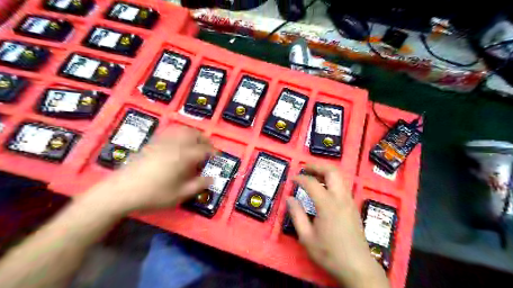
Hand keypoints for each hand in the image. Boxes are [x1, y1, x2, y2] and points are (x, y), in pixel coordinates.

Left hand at [83, 126, 214, 215]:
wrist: (120, 191)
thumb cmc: (153, 195)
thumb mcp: (179, 195)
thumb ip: (198, 185)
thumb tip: (213, 178)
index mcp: (183, 157)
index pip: (204, 149)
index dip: (213, 152)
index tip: (218, 156)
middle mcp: (174, 145)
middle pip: (194, 134)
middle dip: (204, 139)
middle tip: (209, 148)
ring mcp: (162, 142)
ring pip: (182, 130)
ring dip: (193, 133)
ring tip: (196, 142)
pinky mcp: (152, 142)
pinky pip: (169, 131)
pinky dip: (179, 132)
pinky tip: (178, 140)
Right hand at [288, 164, 388, 287]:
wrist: (357, 267)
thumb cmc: (329, 253)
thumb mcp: (307, 237)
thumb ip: (297, 215)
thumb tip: (289, 198)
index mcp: (327, 205)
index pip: (311, 183)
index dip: (300, 178)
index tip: (292, 178)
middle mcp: (341, 198)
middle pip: (332, 171)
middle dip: (317, 165)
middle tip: (305, 168)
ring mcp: (349, 201)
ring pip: (339, 177)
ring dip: (325, 171)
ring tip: (312, 175)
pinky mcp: (353, 206)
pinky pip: (342, 185)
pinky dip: (331, 180)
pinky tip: (323, 189)